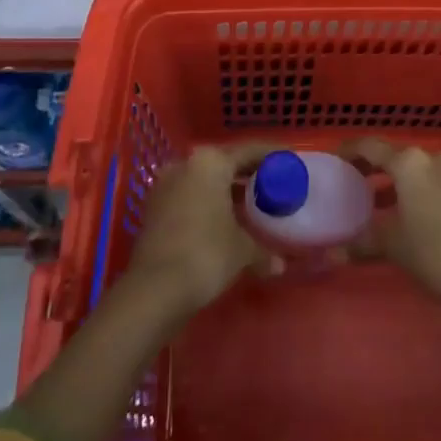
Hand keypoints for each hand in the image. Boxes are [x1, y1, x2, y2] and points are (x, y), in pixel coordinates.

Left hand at [127, 142, 278, 317]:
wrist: (154, 289)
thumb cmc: (206, 254)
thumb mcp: (242, 250)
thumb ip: (263, 250)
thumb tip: (280, 264)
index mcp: (211, 162)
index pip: (248, 151)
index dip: (270, 156)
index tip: (286, 161)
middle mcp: (186, 164)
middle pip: (224, 163)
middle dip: (246, 173)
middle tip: (270, 184)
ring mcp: (165, 185)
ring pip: (203, 180)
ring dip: (224, 190)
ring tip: (248, 205)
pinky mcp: (153, 209)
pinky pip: (188, 196)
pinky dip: (206, 203)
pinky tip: (221, 221)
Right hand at [345, 139, 440, 336]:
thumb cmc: (436, 253)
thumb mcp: (394, 247)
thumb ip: (361, 243)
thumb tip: (330, 255)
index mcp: (410, 162)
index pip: (370, 146)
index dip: (349, 152)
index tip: (333, 161)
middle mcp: (432, 157)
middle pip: (394, 155)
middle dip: (371, 167)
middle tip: (350, 182)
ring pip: (415, 169)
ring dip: (394, 182)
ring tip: (374, 203)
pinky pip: (432, 180)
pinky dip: (415, 190)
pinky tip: (406, 214)